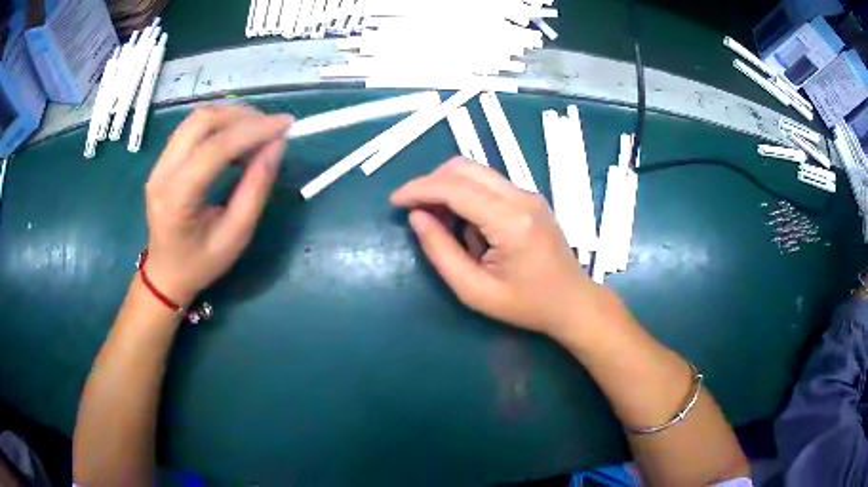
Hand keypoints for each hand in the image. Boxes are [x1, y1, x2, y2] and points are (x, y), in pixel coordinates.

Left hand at [143, 105, 292, 304]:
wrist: (166, 273)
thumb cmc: (201, 263)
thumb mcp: (236, 235)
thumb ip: (256, 188)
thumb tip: (277, 144)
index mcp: (176, 199)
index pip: (214, 148)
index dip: (252, 130)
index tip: (286, 125)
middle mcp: (162, 173)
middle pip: (202, 121)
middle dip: (242, 116)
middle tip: (272, 127)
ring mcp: (159, 163)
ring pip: (196, 118)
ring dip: (231, 116)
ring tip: (257, 133)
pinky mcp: (163, 159)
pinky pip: (192, 127)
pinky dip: (220, 124)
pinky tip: (236, 139)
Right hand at [391, 157, 603, 336]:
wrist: (572, 302)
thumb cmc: (526, 305)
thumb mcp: (474, 290)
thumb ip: (441, 252)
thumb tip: (416, 217)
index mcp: (510, 221)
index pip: (455, 188)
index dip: (419, 189)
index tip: (394, 201)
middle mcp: (521, 196)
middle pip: (464, 168)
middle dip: (431, 183)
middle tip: (413, 210)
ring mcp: (528, 194)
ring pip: (475, 171)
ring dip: (448, 188)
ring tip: (438, 221)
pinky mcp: (529, 198)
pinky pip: (488, 184)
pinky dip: (466, 194)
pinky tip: (463, 223)